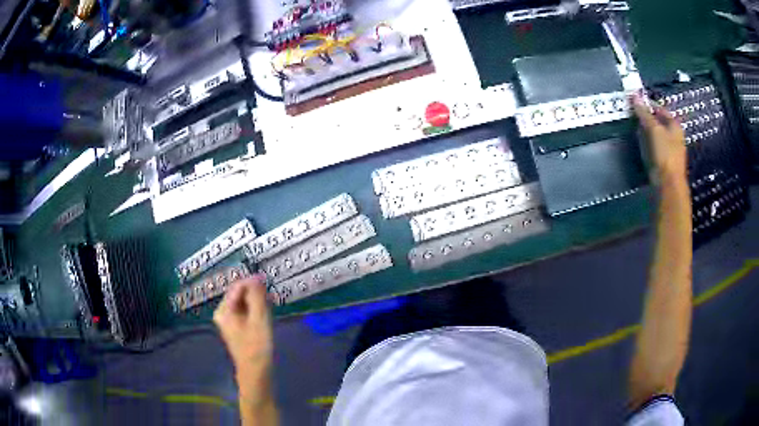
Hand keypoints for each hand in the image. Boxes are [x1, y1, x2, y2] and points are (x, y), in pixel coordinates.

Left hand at [214, 274, 272, 378]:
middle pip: (239, 294)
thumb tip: (257, 277)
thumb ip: (257, 296)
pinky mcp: (237, 328)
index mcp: (224, 310)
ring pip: (244, 303)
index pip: (237, 286)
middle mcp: (223, 313)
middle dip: (255, 293)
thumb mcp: (259, 319)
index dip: (252, 282)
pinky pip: (245, 312)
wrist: (256, 373)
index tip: (268, 281)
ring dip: (257, 301)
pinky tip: (266, 315)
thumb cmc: (257, 347)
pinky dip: (255, 310)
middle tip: (271, 296)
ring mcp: (229, 321)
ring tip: (271, 305)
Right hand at [631, 95, 687, 184]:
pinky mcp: (665, 160)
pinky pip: (655, 145)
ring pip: (656, 134)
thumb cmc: (665, 153)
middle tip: (633, 115)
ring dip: (646, 131)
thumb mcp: (654, 129)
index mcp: (675, 125)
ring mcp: (670, 149)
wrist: (668, 184)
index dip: (647, 105)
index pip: (659, 108)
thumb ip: (644, 113)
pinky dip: (647, 142)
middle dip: (646, 118)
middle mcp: (674, 135)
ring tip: (635, 128)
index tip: (634, 103)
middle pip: (658, 121)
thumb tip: (634, 96)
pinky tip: (641, 144)